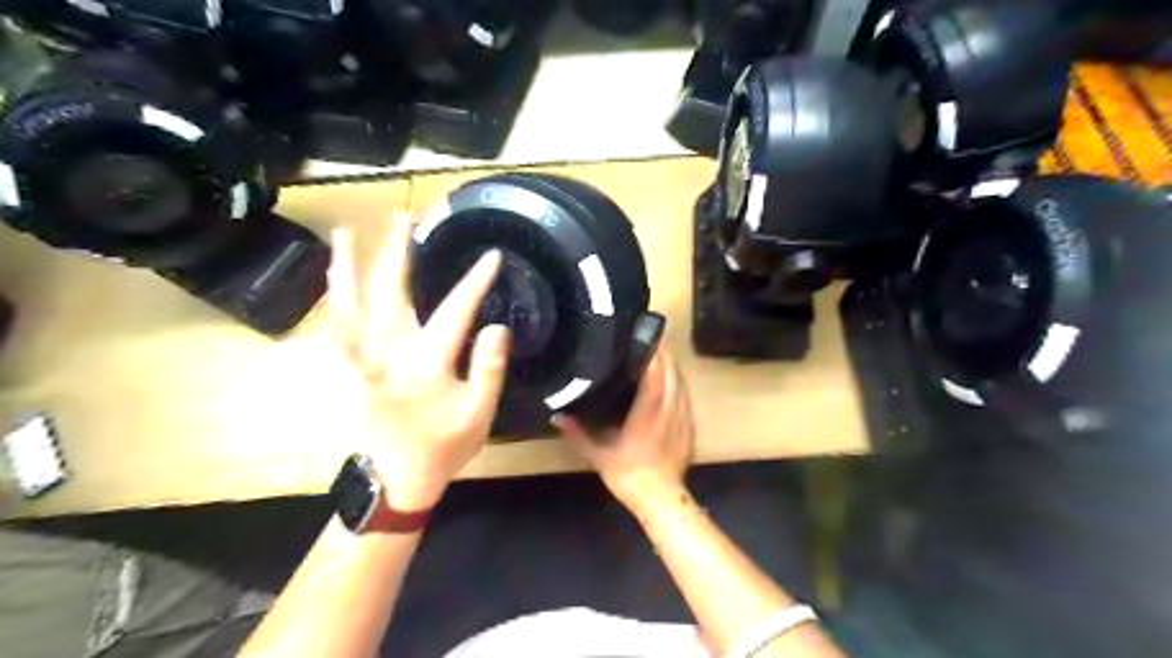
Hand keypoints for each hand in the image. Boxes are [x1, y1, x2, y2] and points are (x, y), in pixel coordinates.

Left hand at [328, 215, 512, 508]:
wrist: (397, 479)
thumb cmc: (443, 447)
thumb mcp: (479, 414)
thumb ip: (488, 370)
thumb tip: (495, 327)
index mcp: (428, 364)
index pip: (457, 310)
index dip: (476, 281)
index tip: (493, 256)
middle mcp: (391, 353)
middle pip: (392, 293)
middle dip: (398, 252)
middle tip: (403, 218)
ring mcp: (364, 359)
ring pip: (351, 305)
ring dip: (349, 268)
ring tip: (347, 235)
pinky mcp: (351, 368)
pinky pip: (338, 325)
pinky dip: (335, 299)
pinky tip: (333, 280)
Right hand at [553, 346, 689, 510]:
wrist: (660, 498)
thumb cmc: (629, 474)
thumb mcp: (599, 454)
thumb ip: (578, 433)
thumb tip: (557, 415)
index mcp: (648, 412)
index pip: (655, 374)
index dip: (652, 353)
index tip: (643, 336)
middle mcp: (669, 409)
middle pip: (671, 373)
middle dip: (663, 353)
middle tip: (649, 337)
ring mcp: (682, 417)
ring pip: (681, 382)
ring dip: (672, 366)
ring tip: (659, 352)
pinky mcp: (689, 426)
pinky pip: (686, 396)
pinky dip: (678, 382)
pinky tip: (671, 379)